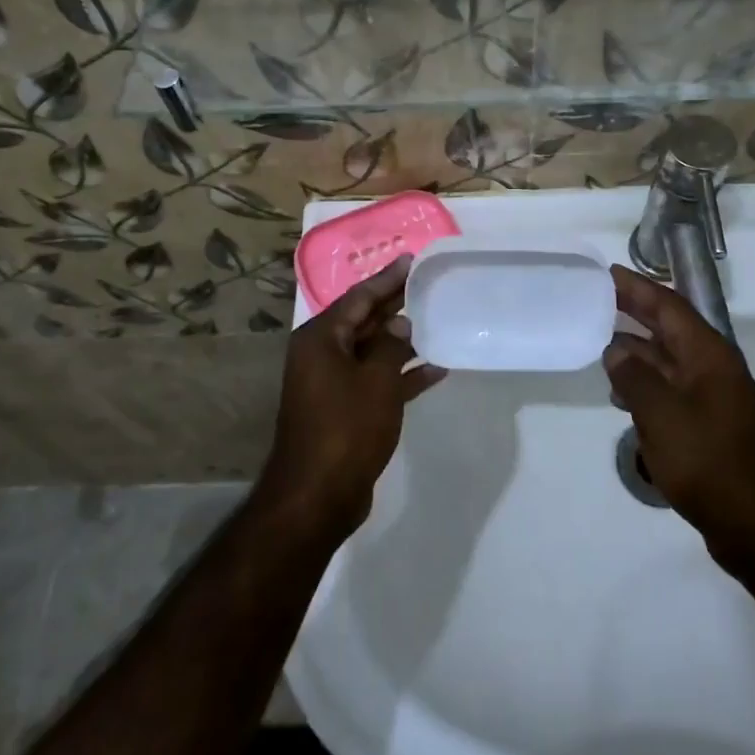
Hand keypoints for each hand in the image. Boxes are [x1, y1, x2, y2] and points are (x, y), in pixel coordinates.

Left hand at [258, 256, 446, 539]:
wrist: (318, 495)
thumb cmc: (346, 427)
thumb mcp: (376, 380)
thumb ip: (391, 345)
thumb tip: (400, 324)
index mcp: (320, 338)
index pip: (359, 297)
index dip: (387, 278)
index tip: (411, 259)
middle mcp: (322, 355)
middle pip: (363, 320)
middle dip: (395, 304)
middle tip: (427, 283)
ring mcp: (332, 383)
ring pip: (372, 350)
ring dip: (402, 339)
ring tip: (436, 319)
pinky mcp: (345, 409)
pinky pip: (376, 380)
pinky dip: (401, 374)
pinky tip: (435, 368)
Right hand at [604, 265, 754, 577]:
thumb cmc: (711, 463)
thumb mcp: (662, 416)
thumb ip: (634, 377)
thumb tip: (616, 350)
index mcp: (709, 355)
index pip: (670, 307)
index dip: (638, 288)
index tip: (607, 273)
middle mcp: (713, 369)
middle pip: (670, 329)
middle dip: (635, 312)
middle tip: (597, 299)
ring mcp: (713, 398)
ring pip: (668, 360)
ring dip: (637, 350)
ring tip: (599, 342)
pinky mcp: (708, 425)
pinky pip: (671, 389)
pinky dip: (645, 383)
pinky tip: (621, 393)